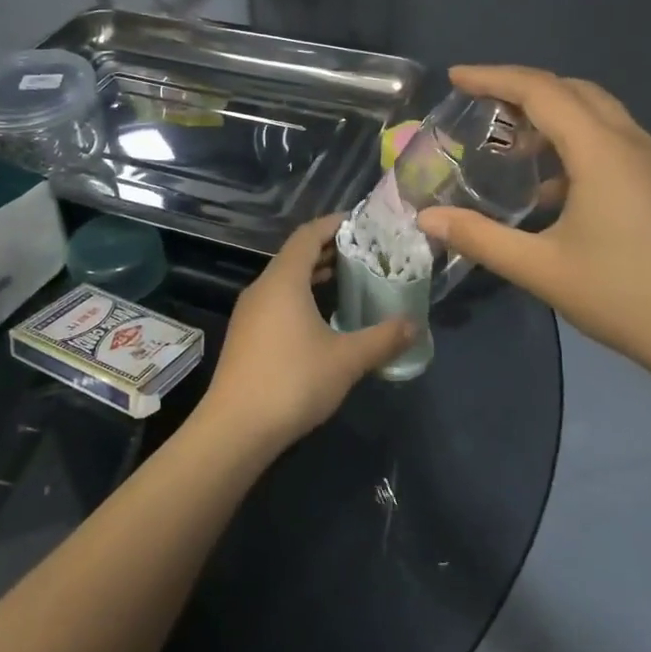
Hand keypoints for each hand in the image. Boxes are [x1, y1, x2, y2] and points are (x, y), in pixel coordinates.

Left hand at [203, 214, 414, 446]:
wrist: (236, 428)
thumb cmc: (293, 382)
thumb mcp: (347, 360)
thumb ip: (383, 339)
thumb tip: (414, 325)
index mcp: (283, 281)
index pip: (308, 235)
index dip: (334, 224)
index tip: (362, 223)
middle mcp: (262, 288)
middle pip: (295, 256)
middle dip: (329, 250)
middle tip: (364, 253)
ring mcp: (249, 313)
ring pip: (284, 280)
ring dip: (314, 275)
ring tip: (348, 281)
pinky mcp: (245, 336)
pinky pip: (276, 301)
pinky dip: (300, 297)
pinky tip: (321, 318)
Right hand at [416, 66, 650, 387]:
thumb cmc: (624, 296)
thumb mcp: (541, 269)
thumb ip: (480, 237)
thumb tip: (427, 218)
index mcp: (601, 151)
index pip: (541, 91)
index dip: (494, 77)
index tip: (456, 77)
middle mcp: (632, 142)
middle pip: (573, 90)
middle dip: (523, 88)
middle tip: (480, 106)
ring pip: (597, 113)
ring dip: (552, 114)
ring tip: (511, 142)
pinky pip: (612, 140)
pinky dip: (575, 141)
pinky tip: (552, 185)